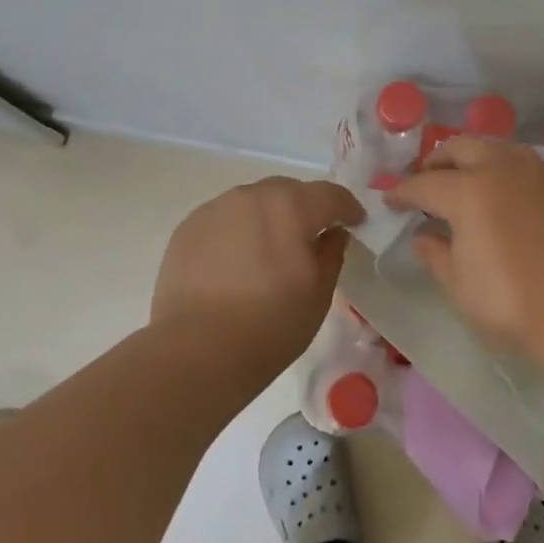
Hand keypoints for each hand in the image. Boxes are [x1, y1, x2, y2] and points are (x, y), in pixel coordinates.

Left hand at [153, 177, 363, 372]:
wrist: (196, 351)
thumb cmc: (270, 325)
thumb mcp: (319, 294)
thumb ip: (332, 253)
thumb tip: (333, 233)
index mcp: (290, 207)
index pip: (330, 194)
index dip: (348, 207)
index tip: (356, 223)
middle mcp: (251, 197)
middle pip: (289, 191)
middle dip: (306, 207)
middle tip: (313, 235)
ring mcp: (214, 210)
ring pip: (253, 201)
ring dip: (270, 216)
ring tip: (271, 248)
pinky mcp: (187, 229)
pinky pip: (225, 218)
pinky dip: (239, 229)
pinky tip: (238, 260)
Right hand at [385, 136, 543, 355]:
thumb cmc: (509, 301)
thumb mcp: (459, 284)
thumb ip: (436, 255)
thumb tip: (423, 237)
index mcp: (468, 191)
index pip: (424, 184)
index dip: (402, 192)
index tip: (390, 200)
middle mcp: (501, 170)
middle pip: (461, 148)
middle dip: (437, 161)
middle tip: (425, 180)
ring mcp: (537, 175)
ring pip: (497, 149)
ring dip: (474, 158)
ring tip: (465, 180)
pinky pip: (525, 165)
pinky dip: (504, 171)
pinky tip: (503, 193)